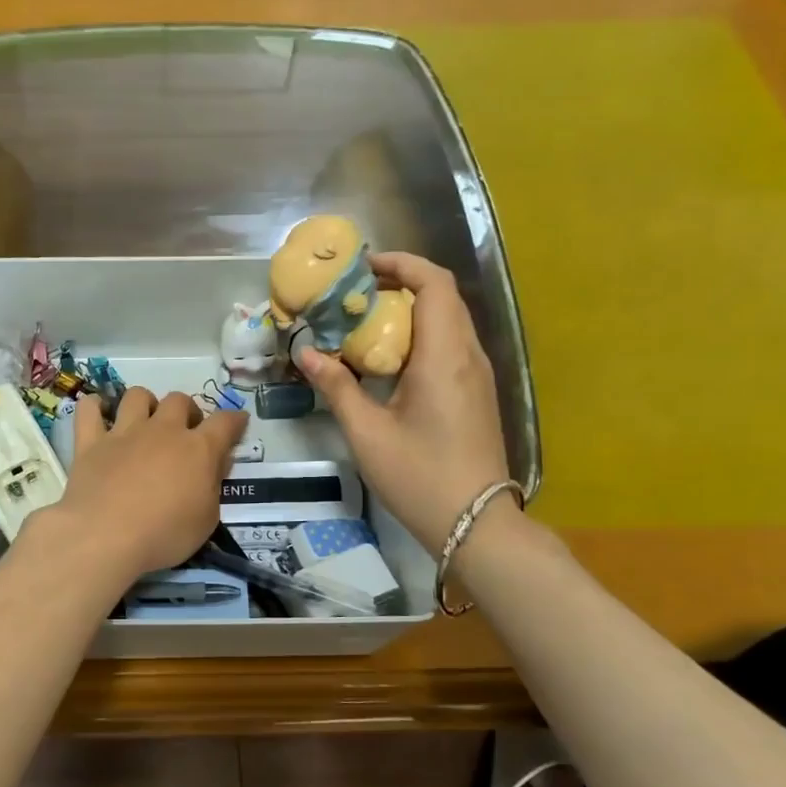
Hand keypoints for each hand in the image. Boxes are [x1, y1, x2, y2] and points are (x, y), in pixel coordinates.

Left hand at [42, 387, 247, 586]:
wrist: (105, 537)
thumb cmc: (164, 535)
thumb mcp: (206, 519)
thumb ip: (213, 485)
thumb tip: (218, 461)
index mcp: (198, 449)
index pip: (225, 422)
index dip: (234, 420)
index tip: (238, 422)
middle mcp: (162, 431)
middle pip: (179, 400)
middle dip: (187, 411)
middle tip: (185, 432)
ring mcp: (123, 433)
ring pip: (137, 396)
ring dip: (145, 403)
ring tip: (145, 421)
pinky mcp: (90, 442)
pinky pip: (89, 410)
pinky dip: (94, 408)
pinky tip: (98, 414)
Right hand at [299, 252, 512, 553]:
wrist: (475, 523)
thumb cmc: (418, 476)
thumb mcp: (367, 433)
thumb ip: (337, 387)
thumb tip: (306, 352)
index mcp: (444, 356)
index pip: (434, 284)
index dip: (402, 264)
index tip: (364, 267)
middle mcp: (469, 355)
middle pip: (442, 297)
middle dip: (401, 284)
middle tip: (356, 295)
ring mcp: (478, 375)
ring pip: (449, 321)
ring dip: (411, 311)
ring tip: (366, 323)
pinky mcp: (478, 393)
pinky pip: (451, 346)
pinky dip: (421, 336)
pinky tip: (390, 361)